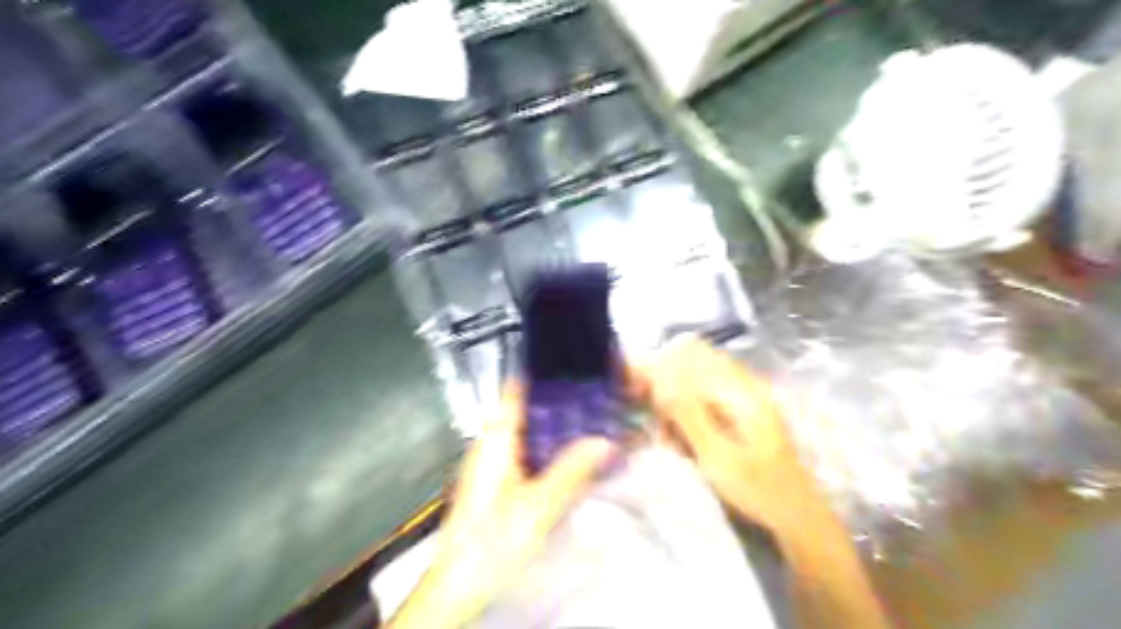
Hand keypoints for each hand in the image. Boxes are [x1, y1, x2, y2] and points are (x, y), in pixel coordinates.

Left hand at [391, 380, 616, 625]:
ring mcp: (494, 462)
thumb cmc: (492, 540)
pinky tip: (575, 455)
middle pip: (527, 409)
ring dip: (557, 426)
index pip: (516, 389)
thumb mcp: (538, 506)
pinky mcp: (499, 481)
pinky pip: (529, 451)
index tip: (574, 363)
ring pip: (529, 431)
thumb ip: (572, 471)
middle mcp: (491, 443)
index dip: (543, 372)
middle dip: (560, 401)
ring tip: (594, 418)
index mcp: (495, 439)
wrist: (461, 583)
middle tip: (597, 395)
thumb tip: (604, 440)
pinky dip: (551, 448)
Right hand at [630, 339, 895, 628]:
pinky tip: (682, 439)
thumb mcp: (716, 455)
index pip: (689, 355)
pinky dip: (687, 412)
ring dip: (674, 401)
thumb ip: (686, 412)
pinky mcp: (741, 409)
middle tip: (648, 417)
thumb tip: (658, 375)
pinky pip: (704, 397)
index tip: (632, 389)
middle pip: (691, 362)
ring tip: (668, 437)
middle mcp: (743, 382)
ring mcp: (744, 394)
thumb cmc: (757, 488)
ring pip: (695, 380)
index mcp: (740, 389)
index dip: (658, 366)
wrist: (796, 514)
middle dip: (663, 384)